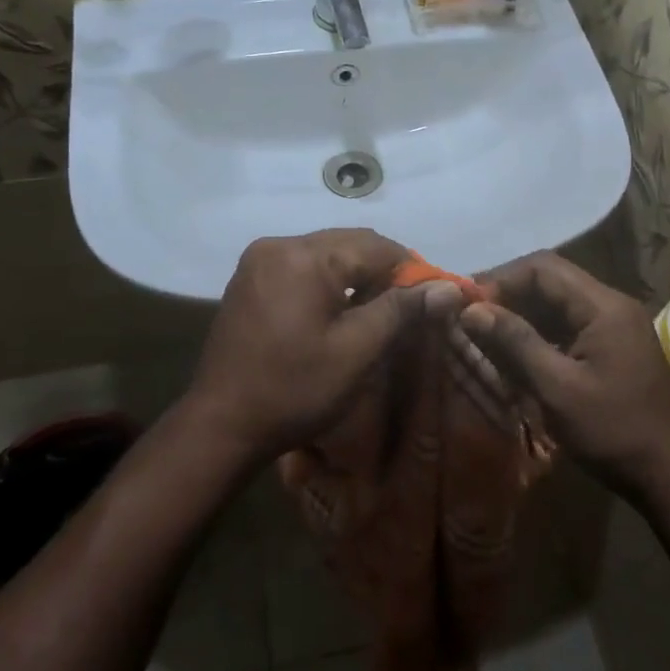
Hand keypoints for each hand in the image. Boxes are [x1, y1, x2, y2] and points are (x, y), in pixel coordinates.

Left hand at [186, 230, 440, 459]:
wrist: (221, 426)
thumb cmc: (294, 390)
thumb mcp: (357, 351)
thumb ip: (401, 310)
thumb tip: (448, 288)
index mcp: (304, 256)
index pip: (376, 246)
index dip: (411, 270)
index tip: (432, 300)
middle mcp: (278, 245)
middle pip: (349, 244)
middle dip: (383, 271)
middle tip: (407, 309)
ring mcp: (259, 261)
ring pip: (327, 254)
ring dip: (356, 276)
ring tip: (376, 313)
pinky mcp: (250, 279)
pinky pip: (303, 267)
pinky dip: (328, 282)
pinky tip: (338, 313)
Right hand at [455, 252, 669, 497]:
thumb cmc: (615, 431)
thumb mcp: (558, 388)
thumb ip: (515, 343)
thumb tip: (471, 310)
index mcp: (603, 306)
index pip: (543, 267)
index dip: (501, 279)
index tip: (467, 304)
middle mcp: (611, 306)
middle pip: (550, 282)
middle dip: (508, 296)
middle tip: (469, 320)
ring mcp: (615, 328)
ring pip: (557, 306)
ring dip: (521, 317)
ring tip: (485, 339)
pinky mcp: (612, 350)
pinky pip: (568, 328)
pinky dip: (538, 336)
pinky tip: (514, 358)